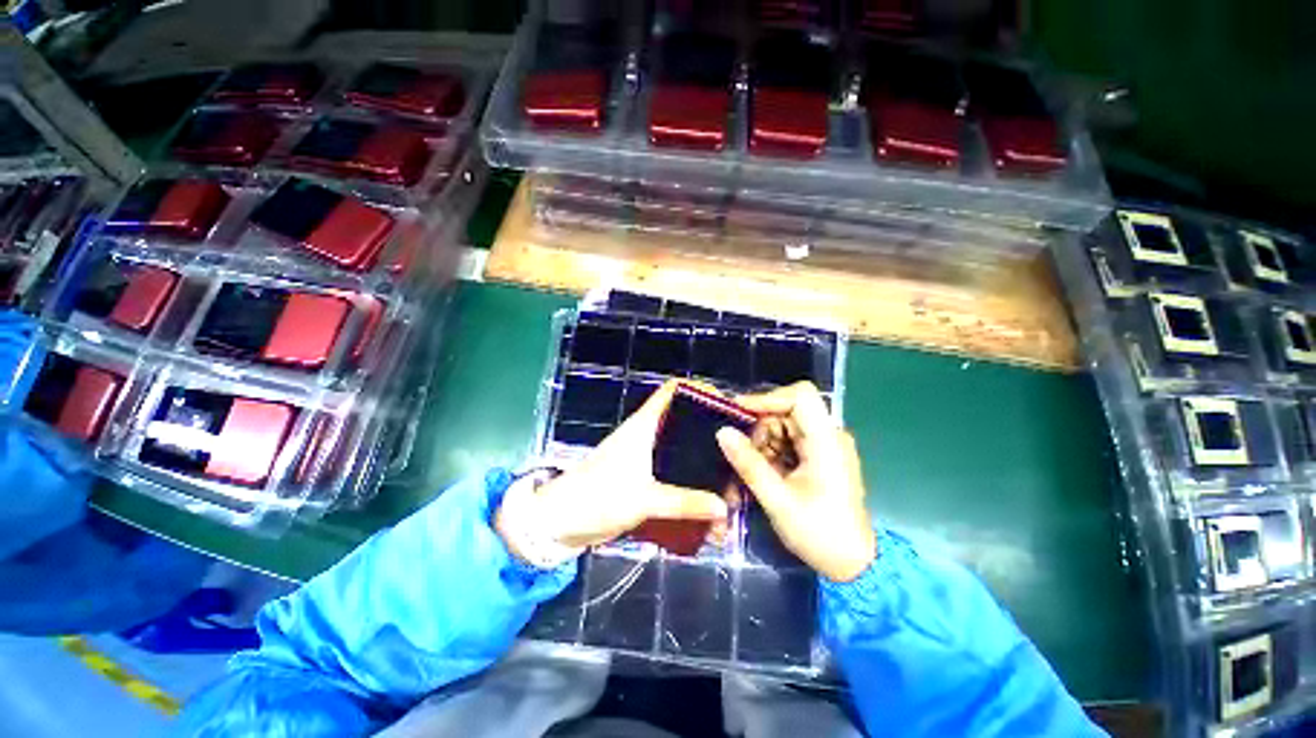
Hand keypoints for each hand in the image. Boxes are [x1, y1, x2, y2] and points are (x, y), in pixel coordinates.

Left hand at [496, 380, 729, 554]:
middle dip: (711, 432)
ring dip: (703, 461)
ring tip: (729, 478)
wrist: (558, 522)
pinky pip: (675, 473)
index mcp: (644, 425)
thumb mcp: (642, 499)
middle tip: (738, 448)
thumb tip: (723, 506)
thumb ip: (684, 503)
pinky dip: (691, 481)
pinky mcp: (644, 477)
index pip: (673, 390)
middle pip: (685, 420)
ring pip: (682, 449)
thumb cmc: (595, 497)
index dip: (699, 389)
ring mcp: (647, 456)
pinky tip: (709, 499)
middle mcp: (648, 434)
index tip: (728, 404)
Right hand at [717, 382, 876, 582]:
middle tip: (742, 456)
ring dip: (762, 445)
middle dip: (760, 430)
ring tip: (750, 472)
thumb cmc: (820, 533)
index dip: (767, 398)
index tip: (738, 414)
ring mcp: (825, 447)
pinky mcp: (819, 459)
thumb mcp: (778, 500)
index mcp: (826, 441)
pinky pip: (789, 444)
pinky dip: (771, 455)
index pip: (800, 396)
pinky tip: (762, 475)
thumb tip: (722, 432)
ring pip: (784, 428)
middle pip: (787, 412)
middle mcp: (828, 437)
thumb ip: (749, 464)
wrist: (854, 566)